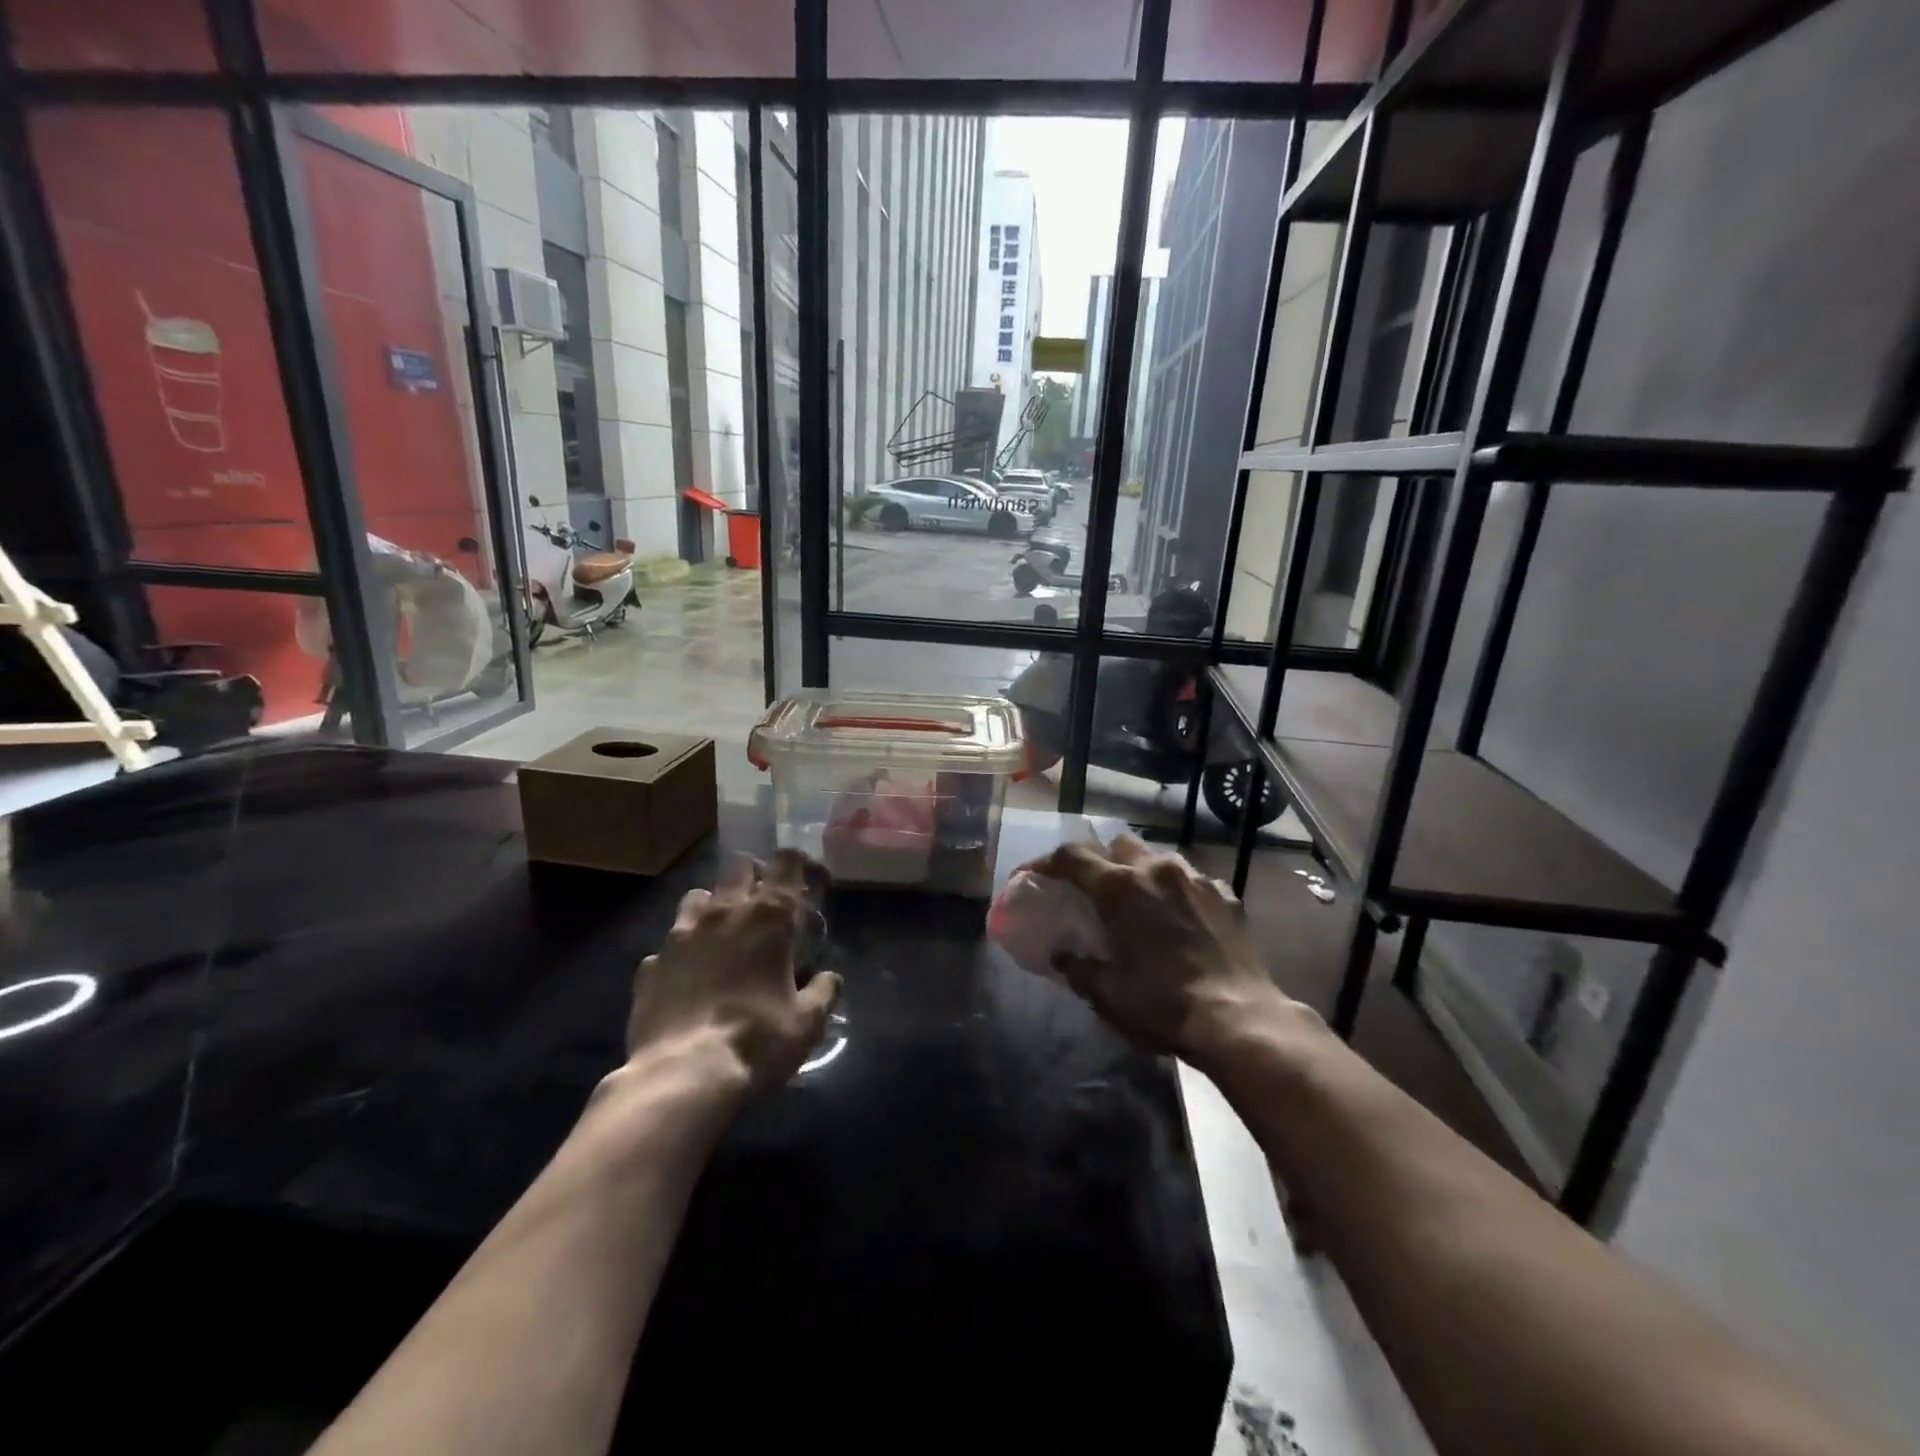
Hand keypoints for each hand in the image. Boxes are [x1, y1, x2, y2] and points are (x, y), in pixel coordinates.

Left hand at [625, 851, 839, 1096]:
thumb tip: (829, 979)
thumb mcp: (807, 1022)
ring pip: (698, 896)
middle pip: (740, 867)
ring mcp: (681, 936)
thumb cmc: (757, 1041)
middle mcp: (723, 913)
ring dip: (716, 906)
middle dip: (757, 877)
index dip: (803, 865)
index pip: (787, 862)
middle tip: (770, 907)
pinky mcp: (651, 965)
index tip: (815, 884)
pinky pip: (669, 943)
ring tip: (726, 934)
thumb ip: (823, 992)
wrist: (683, 1076)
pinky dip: (684, 951)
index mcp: (768, 917)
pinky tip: (691, 977)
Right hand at [1023, 834, 1301, 1073]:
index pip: (1071, 857)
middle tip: (1096, 889)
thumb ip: (1077, 967)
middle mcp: (1156, 870)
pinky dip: (1179, 891)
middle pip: (1118, 844)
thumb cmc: (1162, 1004)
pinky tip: (1181, 917)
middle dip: (1102, 859)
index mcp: (1119, 888)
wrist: (1239, 1019)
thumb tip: (1061, 955)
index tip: (1033, 875)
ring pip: (1158, 856)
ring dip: (1142, 871)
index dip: (1045, 862)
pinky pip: (1193, 879)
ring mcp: (1195, 878)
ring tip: (1141, 900)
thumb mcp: (1106, 993)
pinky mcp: (1226, 894)